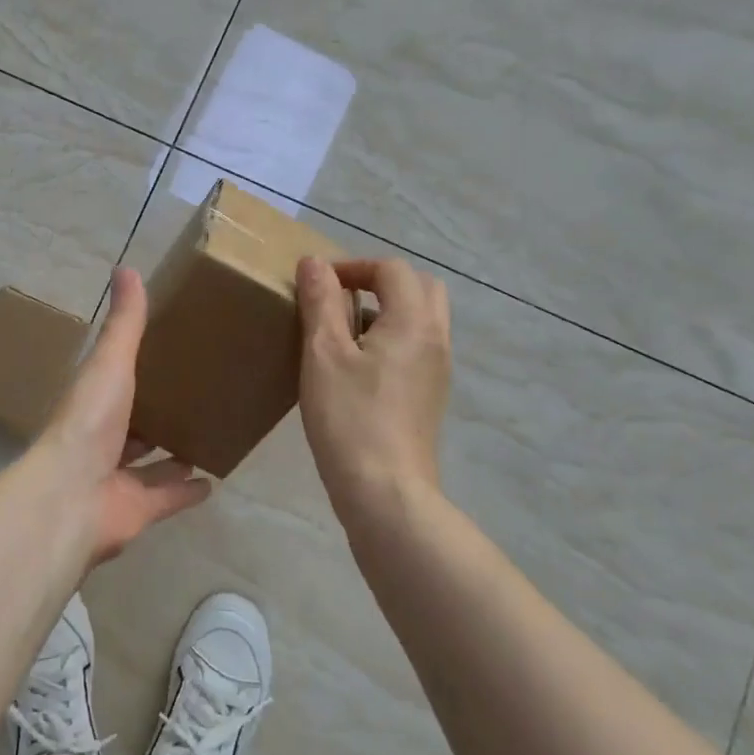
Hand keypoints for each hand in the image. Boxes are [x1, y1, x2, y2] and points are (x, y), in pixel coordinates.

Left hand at [29, 266, 210, 565]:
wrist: (71, 495)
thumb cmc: (90, 421)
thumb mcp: (111, 362)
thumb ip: (125, 322)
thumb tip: (126, 267)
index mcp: (94, 402)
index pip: (116, 381)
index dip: (138, 368)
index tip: (169, 352)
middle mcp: (103, 439)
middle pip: (134, 424)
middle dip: (158, 414)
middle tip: (197, 395)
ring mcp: (117, 478)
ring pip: (150, 463)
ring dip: (173, 452)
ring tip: (207, 434)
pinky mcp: (137, 510)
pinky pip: (166, 498)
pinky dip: (186, 491)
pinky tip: (212, 481)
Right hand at [295, 256, 451, 522]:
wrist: (386, 492)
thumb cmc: (350, 418)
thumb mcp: (323, 354)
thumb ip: (321, 302)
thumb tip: (314, 262)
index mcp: (413, 321)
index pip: (392, 269)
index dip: (354, 265)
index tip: (319, 283)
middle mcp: (436, 339)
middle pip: (420, 287)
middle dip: (380, 281)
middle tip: (341, 297)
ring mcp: (439, 370)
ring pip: (422, 318)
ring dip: (388, 309)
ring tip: (344, 331)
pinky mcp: (431, 396)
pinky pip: (419, 346)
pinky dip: (394, 337)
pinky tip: (359, 366)